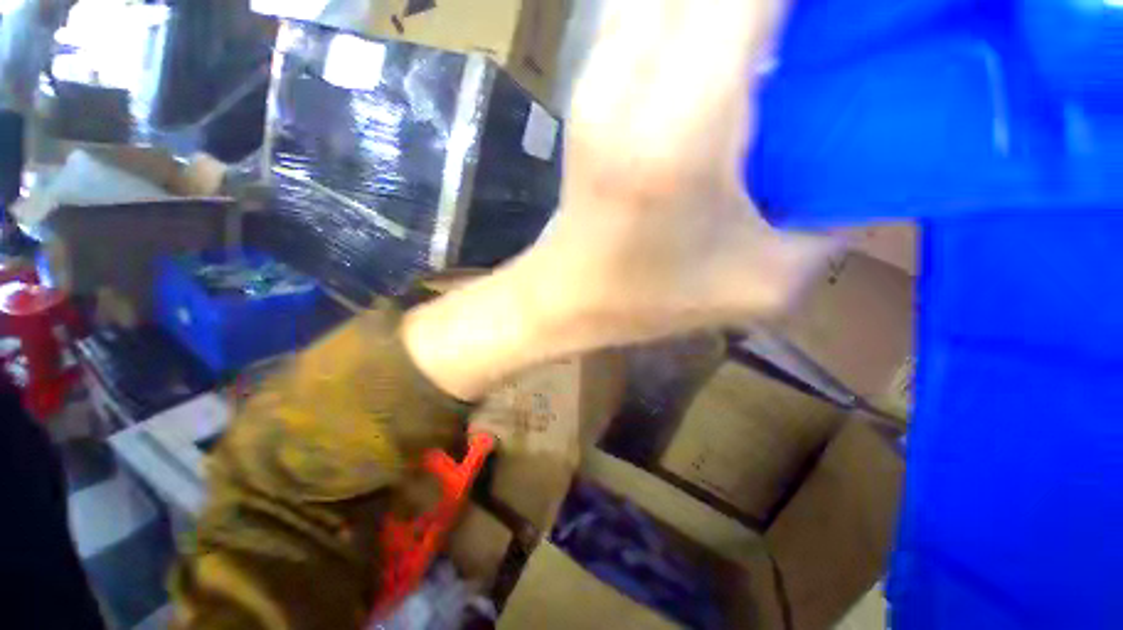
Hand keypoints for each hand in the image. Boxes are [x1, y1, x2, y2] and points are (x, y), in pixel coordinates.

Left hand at [405, 0, 835, 400]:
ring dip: (722, 4)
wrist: (570, 296)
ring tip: (769, 33)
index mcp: (681, 129)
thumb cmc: (651, 299)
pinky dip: (684, 10)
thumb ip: (831, 225)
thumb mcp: (763, 282)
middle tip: (809, 27)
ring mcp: (596, 81)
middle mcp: (629, 84)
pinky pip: (638, 9)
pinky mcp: (584, 92)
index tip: (838, 18)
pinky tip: (716, 42)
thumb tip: (865, 173)